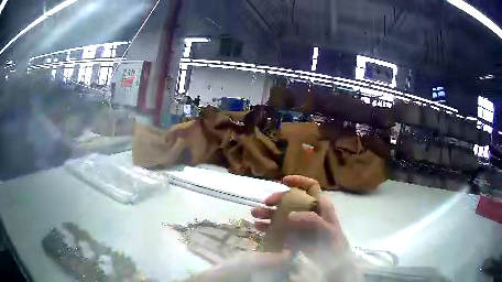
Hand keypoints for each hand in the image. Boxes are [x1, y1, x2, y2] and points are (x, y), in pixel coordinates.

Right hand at [252, 175, 362, 280]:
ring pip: (283, 214)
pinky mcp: (294, 235)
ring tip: (254, 215)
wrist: (333, 261)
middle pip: (292, 200)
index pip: (310, 186)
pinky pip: (280, 228)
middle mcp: (309, 211)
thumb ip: (310, 220)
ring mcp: (300, 223)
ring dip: (269, 213)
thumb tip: (289, 215)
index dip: (298, 181)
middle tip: (264, 203)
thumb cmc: (333, 242)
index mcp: (320, 205)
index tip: (283, 181)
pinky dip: (269, 227)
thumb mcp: (326, 229)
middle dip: (277, 199)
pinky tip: (259, 228)